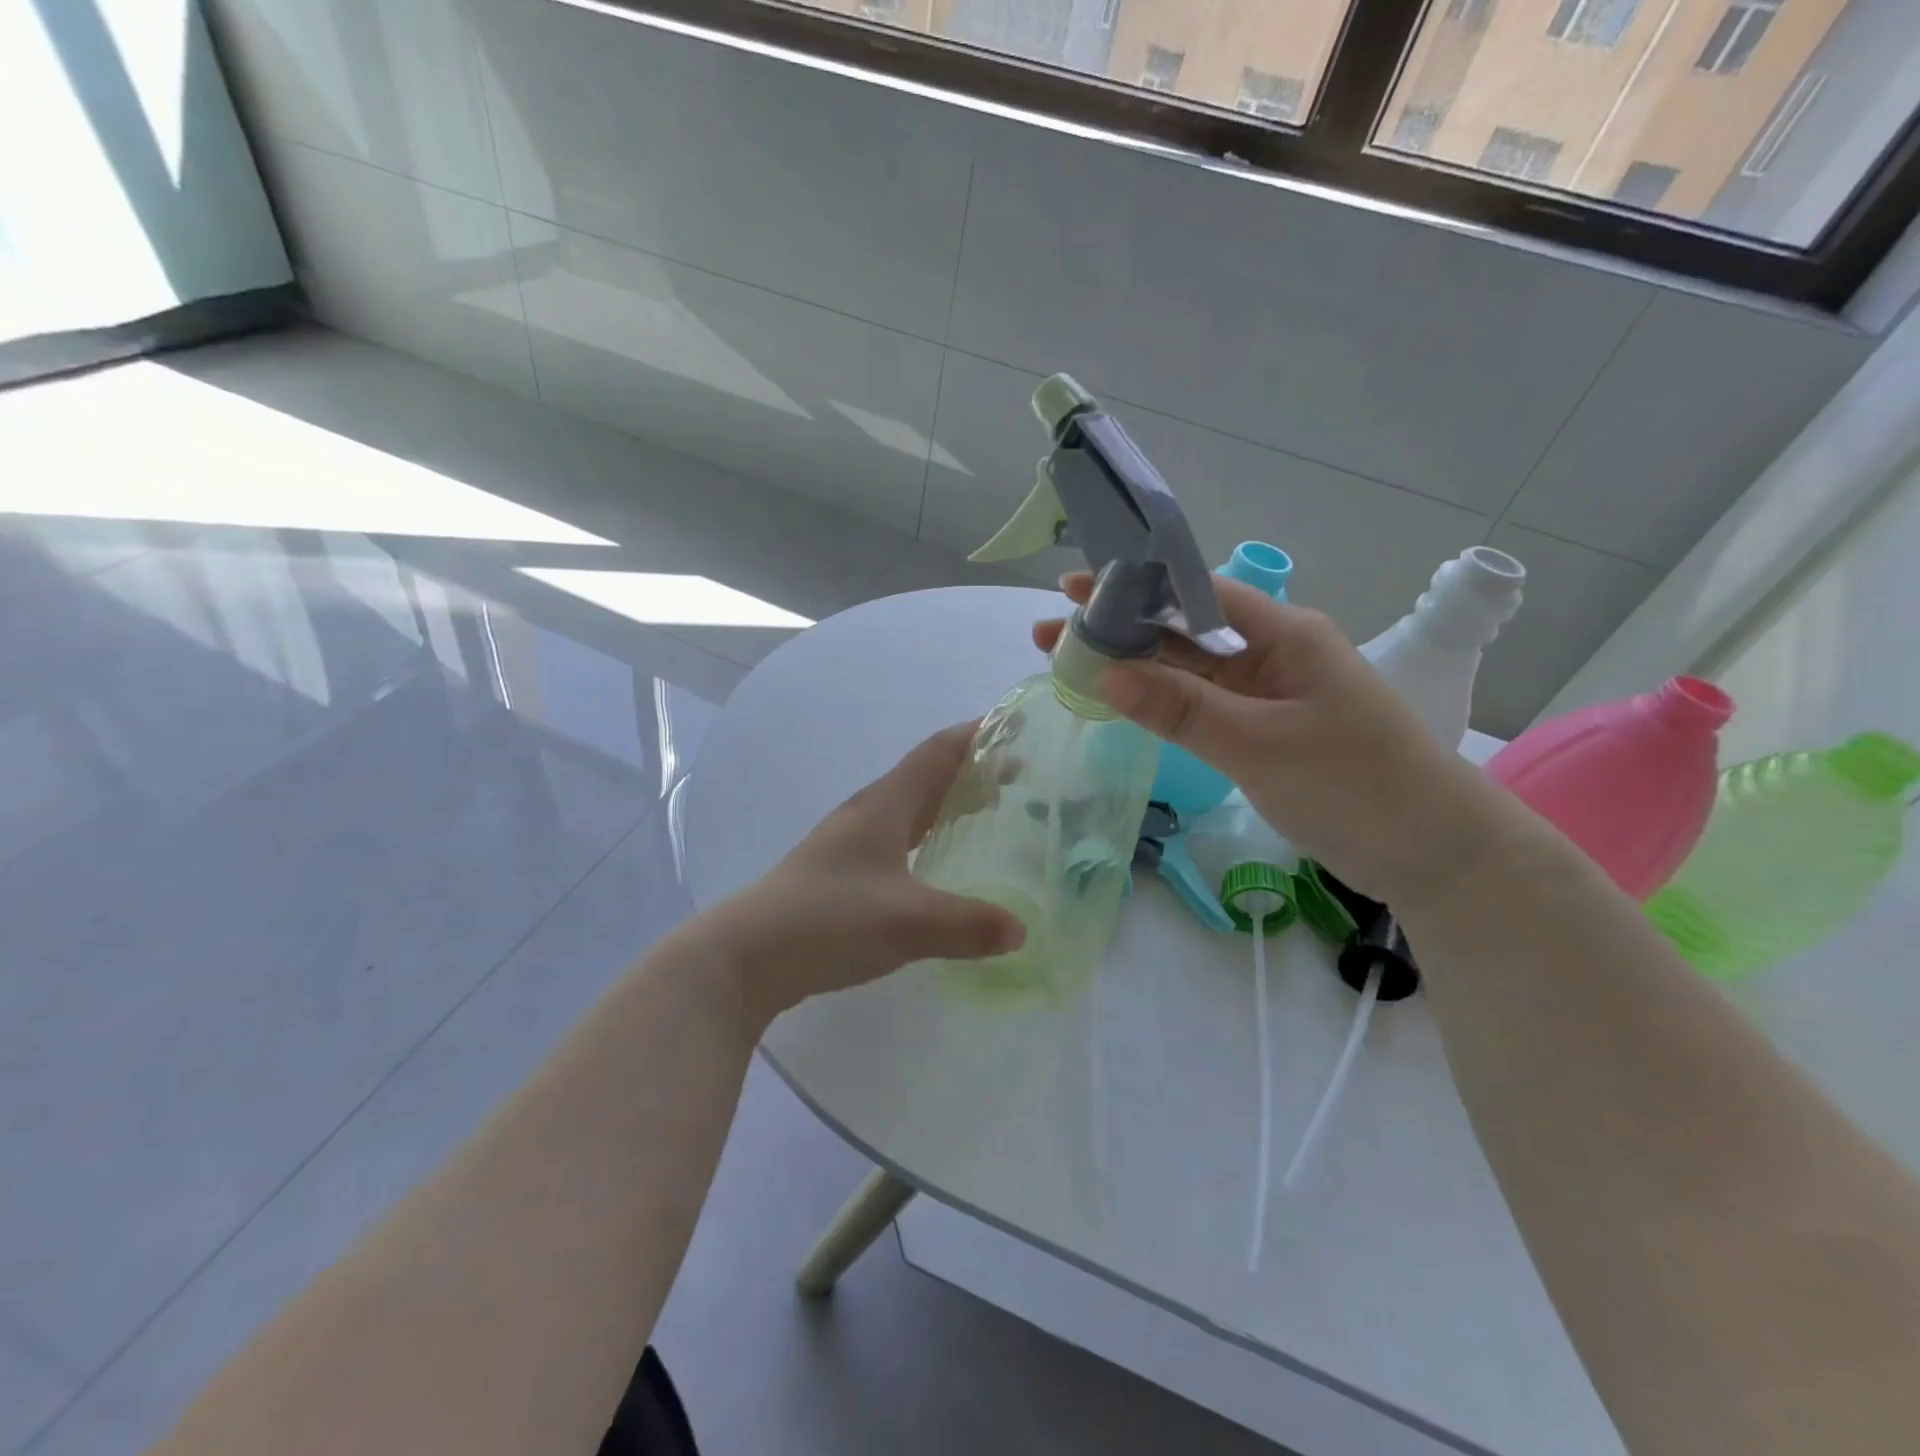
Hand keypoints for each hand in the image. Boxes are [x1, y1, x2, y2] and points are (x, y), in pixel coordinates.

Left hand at [697, 723, 1025, 1026]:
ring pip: (911, 808)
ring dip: (949, 803)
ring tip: (988, 814)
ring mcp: (850, 842)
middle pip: (926, 776)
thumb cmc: (827, 920)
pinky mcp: (842, 872)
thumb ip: (968, 924)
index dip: (975, 735)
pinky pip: (899, 839)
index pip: (937, 752)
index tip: (1014, 729)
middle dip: (971, 770)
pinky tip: (939, 864)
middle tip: (1016, 778)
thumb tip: (1021, 930)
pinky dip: (929, 837)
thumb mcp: (906, 923)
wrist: (746, 955)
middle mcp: (868, 813)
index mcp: (884, 806)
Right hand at [1034, 573, 1513, 909]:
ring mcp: (1268, 693)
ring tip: (1070, 666)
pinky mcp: (1264, 729)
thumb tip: (1104, 673)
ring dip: (1133, 667)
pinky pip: (1201, 705)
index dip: (1132, 588)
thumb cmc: (1356, 786)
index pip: (1195, 593)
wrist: (1433, 853)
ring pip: (1188, 670)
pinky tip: (1121, 702)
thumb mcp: (1261, 745)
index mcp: (1283, 634)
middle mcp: (1272, 653)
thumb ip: (1182, 708)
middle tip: (1050, 636)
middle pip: (1183, 630)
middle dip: (1119, 630)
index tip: (1072, 591)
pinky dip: (1160, 702)